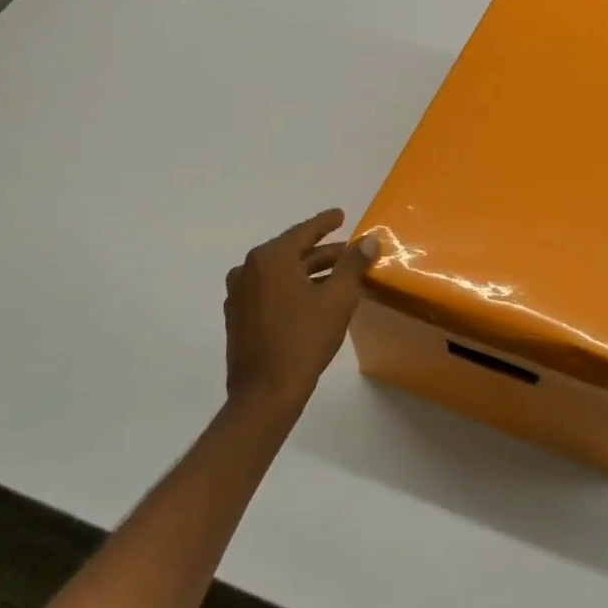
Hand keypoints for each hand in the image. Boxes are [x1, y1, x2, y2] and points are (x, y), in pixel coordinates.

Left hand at [224, 209, 380, 410]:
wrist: (265, 392)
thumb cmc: (303, 340)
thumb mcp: (337, 299)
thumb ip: (353, 265)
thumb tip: (369, 239)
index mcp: (269, 258)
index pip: (303, 232)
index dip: (325, 223)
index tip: (340, 215)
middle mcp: (248, 269)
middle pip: (292, 253)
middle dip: (322, 253)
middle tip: (349, 252)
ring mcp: (239, 295)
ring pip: (281, 274)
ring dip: (308, 273)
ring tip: (337, 277)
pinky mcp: (238, 317)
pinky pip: (270, 292)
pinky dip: (292, 289)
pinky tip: (312, 300)